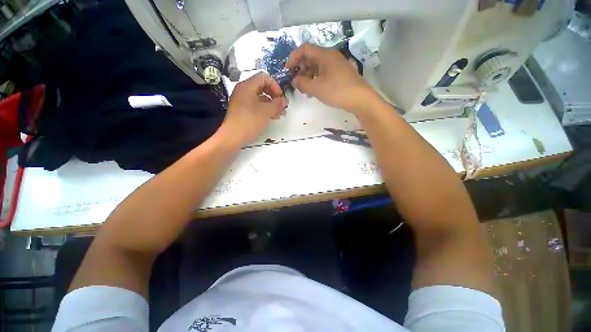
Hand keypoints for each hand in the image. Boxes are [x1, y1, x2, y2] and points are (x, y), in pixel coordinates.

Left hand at [218, 73, 287, 147]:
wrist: (232, 136)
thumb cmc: (249, 121)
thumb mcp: (266, 112)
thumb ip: (277, 104)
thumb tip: (285, 100)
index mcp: (247, 86)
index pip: (264, 77)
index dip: (274, 85)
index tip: (280, 97)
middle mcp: (243, 91)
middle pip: (262, 87)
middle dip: (274, 96)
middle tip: (282, 107)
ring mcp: (242, 101)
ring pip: (260, 98)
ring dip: (271, 104)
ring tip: (280, 114)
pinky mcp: (242, 110)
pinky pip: (256, 105)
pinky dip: (265, 109)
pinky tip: (272, 117)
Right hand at [286, 43, 374, 113]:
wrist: (360, 99)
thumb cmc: (338, 91)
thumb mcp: (317, 88)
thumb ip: (303, 83)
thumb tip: (295, 80)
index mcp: (325, 55)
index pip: (305, 49)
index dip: (294, 58)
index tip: (287, 70)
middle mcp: (331, 57)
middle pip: (311, 57)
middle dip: (301, 68)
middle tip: (296, 82)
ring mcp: (336, 66)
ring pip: (317, 66)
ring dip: (308, 76)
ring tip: (304, 89)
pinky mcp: (340, 74)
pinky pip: (324, 73)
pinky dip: (316, 79)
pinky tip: (314, 90)